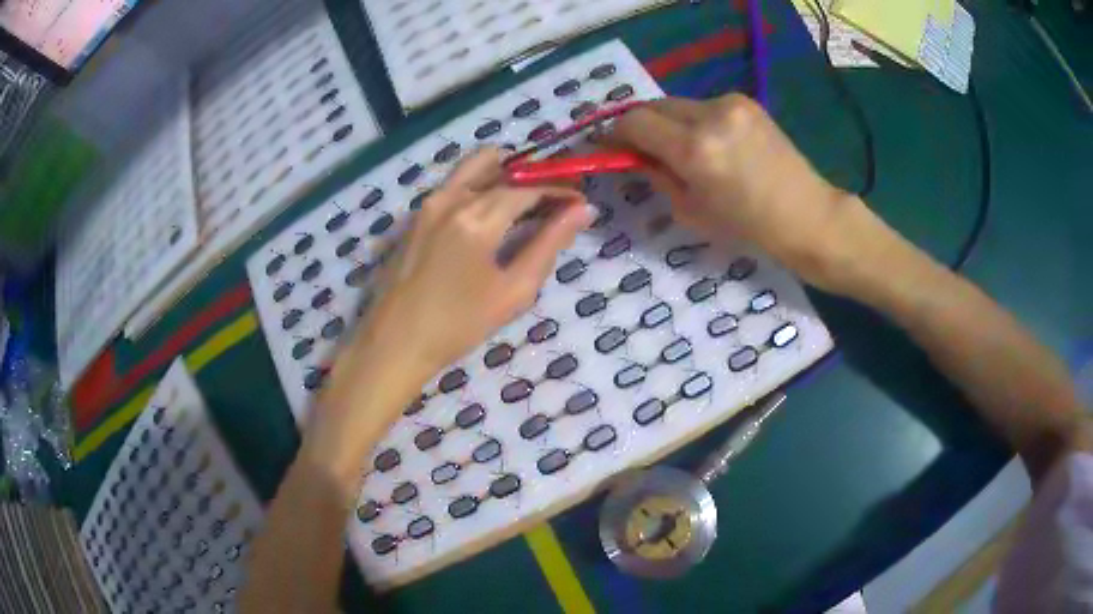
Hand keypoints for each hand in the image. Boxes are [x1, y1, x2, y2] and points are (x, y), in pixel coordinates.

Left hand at [358, 148, 591, 376]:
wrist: (396, 342)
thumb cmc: (459, 325)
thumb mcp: (513, 291)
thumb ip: (549, 245)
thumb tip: (582, 211)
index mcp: (477, 219)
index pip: (529, 190)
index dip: (559, 192)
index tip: (579, 202)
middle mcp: (451, 199)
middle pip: (502, 171)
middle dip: (534, 180)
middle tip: (554, 201)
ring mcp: (429, 203)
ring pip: (474, 167)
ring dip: (505, 174)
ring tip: (524, 201)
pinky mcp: (417, 214)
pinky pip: (455, 184)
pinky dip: (480, 185)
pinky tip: (491, 214)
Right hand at [611, 94, 864, 289]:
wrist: (809, 216)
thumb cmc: (751, 228)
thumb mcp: (693, 211)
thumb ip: (658, 176)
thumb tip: (636, 157)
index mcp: (695, 149)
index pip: (634, 122)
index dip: (613, 134)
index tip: (607, 147)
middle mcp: (710, 115)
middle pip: (653, 106)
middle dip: (639, 126)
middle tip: (638, 149)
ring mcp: (731, 103)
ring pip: (678, 104)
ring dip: (668, 123)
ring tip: (679, 151)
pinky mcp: (747, 102)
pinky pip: (704, 106)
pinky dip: (694, 122)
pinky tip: (710, 145)